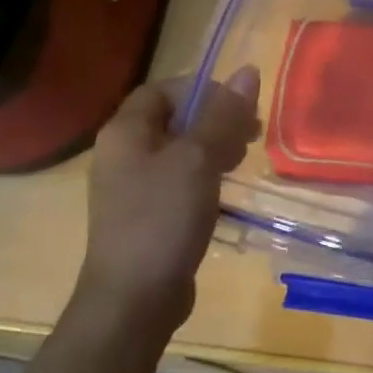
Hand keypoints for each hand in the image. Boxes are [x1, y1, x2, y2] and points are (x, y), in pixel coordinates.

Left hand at [77, 66, 259, 333]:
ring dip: (213, 146)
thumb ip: (223, 114)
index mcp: (125, 131)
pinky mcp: (145, 214)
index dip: (201, 89)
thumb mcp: (198, 159)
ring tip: (241, 160)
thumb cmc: (162, 219)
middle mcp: (122, 153)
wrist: (132, 301)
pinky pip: (177, 178)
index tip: (237, 106)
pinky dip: (203, 174)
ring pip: (179, 149)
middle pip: (173, 118)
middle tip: (249, 133)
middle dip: (214, 119)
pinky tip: (224, 188)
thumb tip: (248, 71)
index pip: (163, 89)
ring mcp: (131, 187)